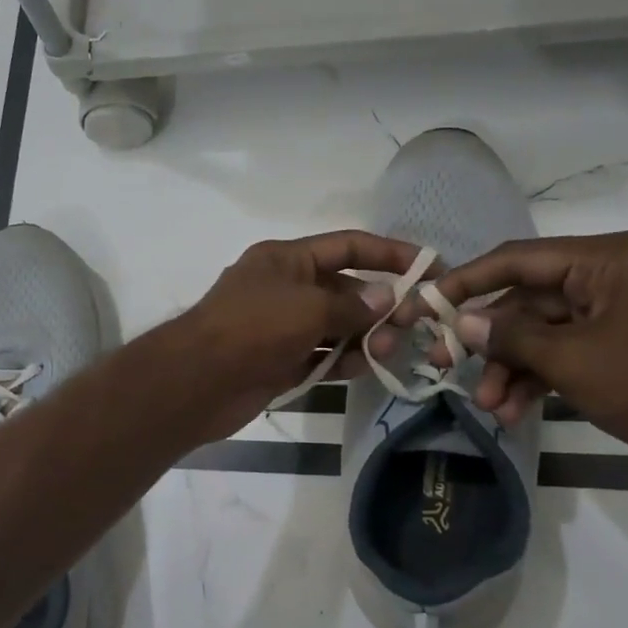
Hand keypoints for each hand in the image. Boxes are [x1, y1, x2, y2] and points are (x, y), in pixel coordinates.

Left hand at [174, 230, 420, 441]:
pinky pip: (319, 356)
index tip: (429, 267)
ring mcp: (280, 327)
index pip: (347, 246)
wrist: (197, 381)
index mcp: (286, 259)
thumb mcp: (308, 307)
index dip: (389, 254)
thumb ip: (351, 305)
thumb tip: (387, 299)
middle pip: (343, 289)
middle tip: (411, 324)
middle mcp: (284, 288)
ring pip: (334, 327)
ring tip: (387, 350)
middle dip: (378, 304)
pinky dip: (340, 361)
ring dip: (363, 336)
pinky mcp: (278, 362)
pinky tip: (363, 368)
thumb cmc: (252, 328)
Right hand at [406, 231, 627, 470]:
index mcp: (610, 259)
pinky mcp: (622, 347)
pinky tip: (512, 412)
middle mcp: (614, 275)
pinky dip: (539, 379)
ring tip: (488, 406)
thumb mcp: (571, 360)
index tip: (427, 301)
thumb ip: (511, 336)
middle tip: (444, 365)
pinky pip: (566, 353)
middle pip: (529, 301)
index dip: (469, 280)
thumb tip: (463, 323)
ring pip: (544, 333)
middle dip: (491, 342)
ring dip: (512, 368)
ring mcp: (619, 313)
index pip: (521, 259)